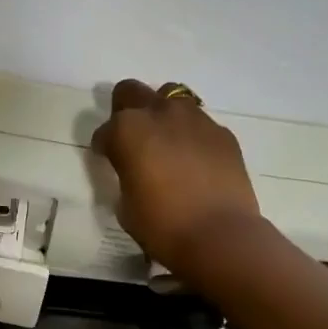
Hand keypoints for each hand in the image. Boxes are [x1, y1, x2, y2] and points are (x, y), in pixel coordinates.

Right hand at [90, 79, 262, 274]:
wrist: (220, 236)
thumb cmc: (162, 225)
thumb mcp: (126, 204)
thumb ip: (126, 176)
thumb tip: (136, 172)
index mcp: (127, 130)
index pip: (105, 131)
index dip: (105, 147)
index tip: (109, 161)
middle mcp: (159, 114)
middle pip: (132, 92)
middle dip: (127, 110)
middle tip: (133, 138)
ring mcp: (195, 119)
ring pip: (171, 99)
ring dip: (163, 116)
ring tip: (167, 144)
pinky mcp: (222, 133)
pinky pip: (200, 124)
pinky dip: (192, 135)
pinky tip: (195, 160)